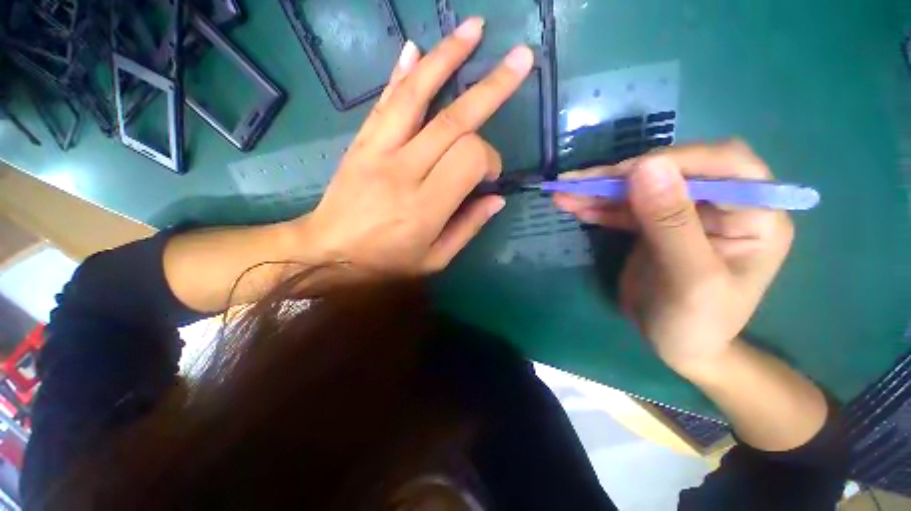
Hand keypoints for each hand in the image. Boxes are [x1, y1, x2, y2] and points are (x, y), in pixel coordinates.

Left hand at [293, 19, 534, 275]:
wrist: (328, 252)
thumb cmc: (386, 262)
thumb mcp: (435, 259)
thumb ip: (468, 228)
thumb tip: (496, 199)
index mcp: (426, 207)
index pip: (470, 159)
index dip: (489, 159)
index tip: (490, 175)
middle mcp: (404, 171)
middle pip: (454, 121)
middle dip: (492, 88)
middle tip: (521, 59)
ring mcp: (379, 150)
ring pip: (417, 95)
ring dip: (448, 58)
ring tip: (475, 30)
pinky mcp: (361, 142)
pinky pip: (385, 102)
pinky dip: (403, 73)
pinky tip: (418, 48)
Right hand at [553, 141, 793, 374]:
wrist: (678, 346)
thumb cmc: (697, 324)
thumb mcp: (690, 279)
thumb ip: (671, 223)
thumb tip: (646, 166)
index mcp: (754, 214)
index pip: (724, 164)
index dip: (675, 160)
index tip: (625, 174)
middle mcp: (722, 204)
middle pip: (672, 170)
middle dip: (622, 174)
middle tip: (577, 182)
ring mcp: (683, 212)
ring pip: (640, 187)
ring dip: (600, 189)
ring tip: (563, 192)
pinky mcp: (653, 224)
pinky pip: (624, 207)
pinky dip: (598, 205)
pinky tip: (573, 205)